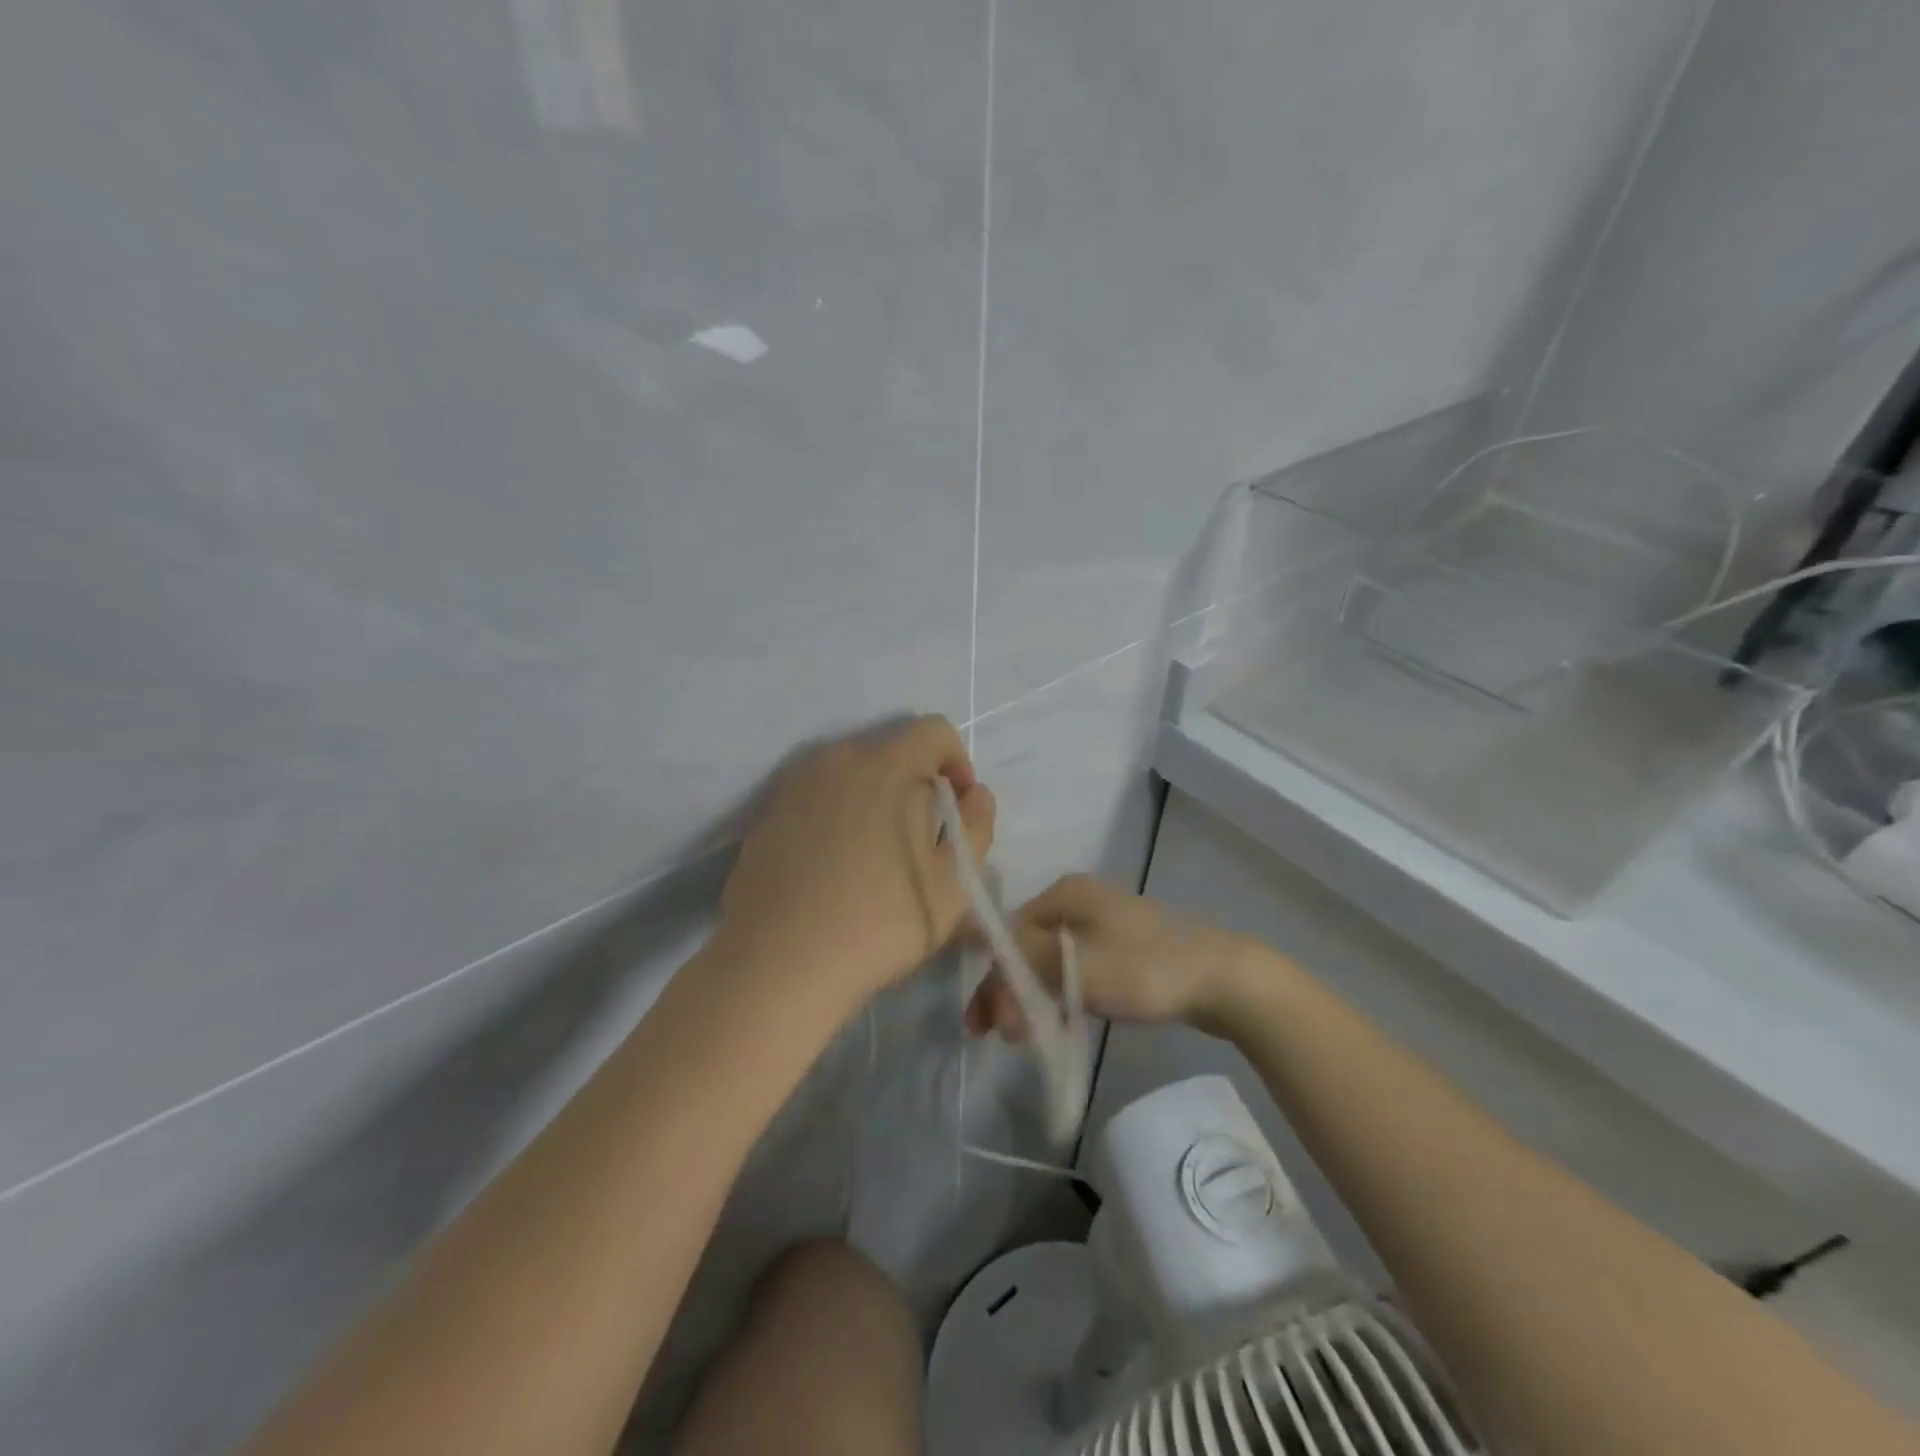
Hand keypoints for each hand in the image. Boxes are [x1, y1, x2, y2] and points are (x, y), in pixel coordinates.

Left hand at [717, 715, 995, 1009]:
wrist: (779, 962)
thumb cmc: (881, 921)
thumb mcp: (955, 883)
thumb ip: (977, 826)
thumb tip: (975, 794)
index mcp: (888, 764)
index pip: (934, 731)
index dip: (957, 761)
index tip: (959, 807)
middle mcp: (838, 759)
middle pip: (891, 753)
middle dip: (916, 786)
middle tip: (921, 842)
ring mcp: (795, 785)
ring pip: (851, 777)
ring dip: (874, 801)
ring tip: (874, 858)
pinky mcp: (766, 815)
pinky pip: (816, 801)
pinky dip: (835, 819)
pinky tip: (832, 870)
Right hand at [963, 875, 1253, 1037]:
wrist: (1225, 979)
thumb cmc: (1146, 969)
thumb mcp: (1078, 965)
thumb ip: (1022, 956)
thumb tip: (965, 935)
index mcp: (1064, 895)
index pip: (1008, 933)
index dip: (992, 976)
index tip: (986, 1023)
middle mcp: (1078, 901)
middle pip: (1026, 946)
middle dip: (1010, 990)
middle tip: (1003, 1036)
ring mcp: (1101, 924)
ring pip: (1049, 960)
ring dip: (1032, 996)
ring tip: (1024, 1036)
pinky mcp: (1121, 948)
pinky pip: (1075, 969)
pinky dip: (1060, 994)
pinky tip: (1056, 1019)